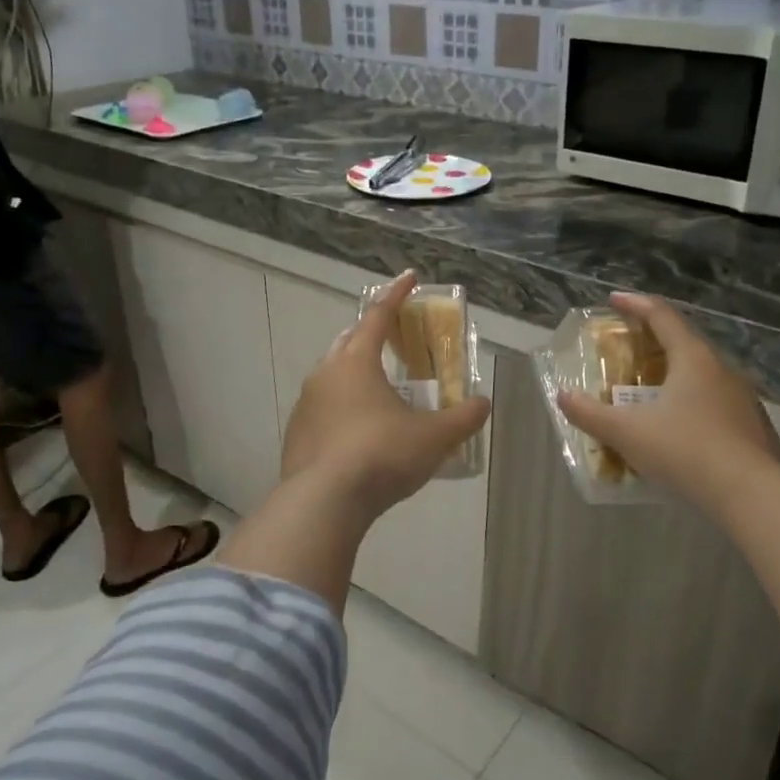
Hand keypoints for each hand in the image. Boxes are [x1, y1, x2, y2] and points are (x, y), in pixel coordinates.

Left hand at [282, 271, 491, 521]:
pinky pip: (322, 408)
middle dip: (370, 333)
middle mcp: (325, 374)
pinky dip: (341, 407)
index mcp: (356, 362)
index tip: (409, 278)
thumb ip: (462, 418)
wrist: (324, 502)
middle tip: (392, 337)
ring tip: (378, 388)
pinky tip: (357, 430)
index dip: (397, 295)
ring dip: (354, 372)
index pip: (378, 316)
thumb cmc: (382, 456)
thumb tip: (483, 403)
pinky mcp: (296, 434)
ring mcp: (305, 404)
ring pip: (331, 375)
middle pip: (349, 341)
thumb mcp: (434, 438)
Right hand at [556, 293, 779, 514]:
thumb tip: (563, 396)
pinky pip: (714, 404)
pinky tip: (678, 428)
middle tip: (627, 348)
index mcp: (693, 358)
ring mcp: (742, 398)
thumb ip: (591, 414)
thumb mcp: (627, 433)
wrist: (751, 494)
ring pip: (701, 375)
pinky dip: (691, 404)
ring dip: (673, 375)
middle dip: (653, 341)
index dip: (635, 305)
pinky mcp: (752, 426)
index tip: (613, 300)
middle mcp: (721, 369)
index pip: (661, 316)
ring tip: (649, 392)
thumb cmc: (685, 450)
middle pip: (684, 343)